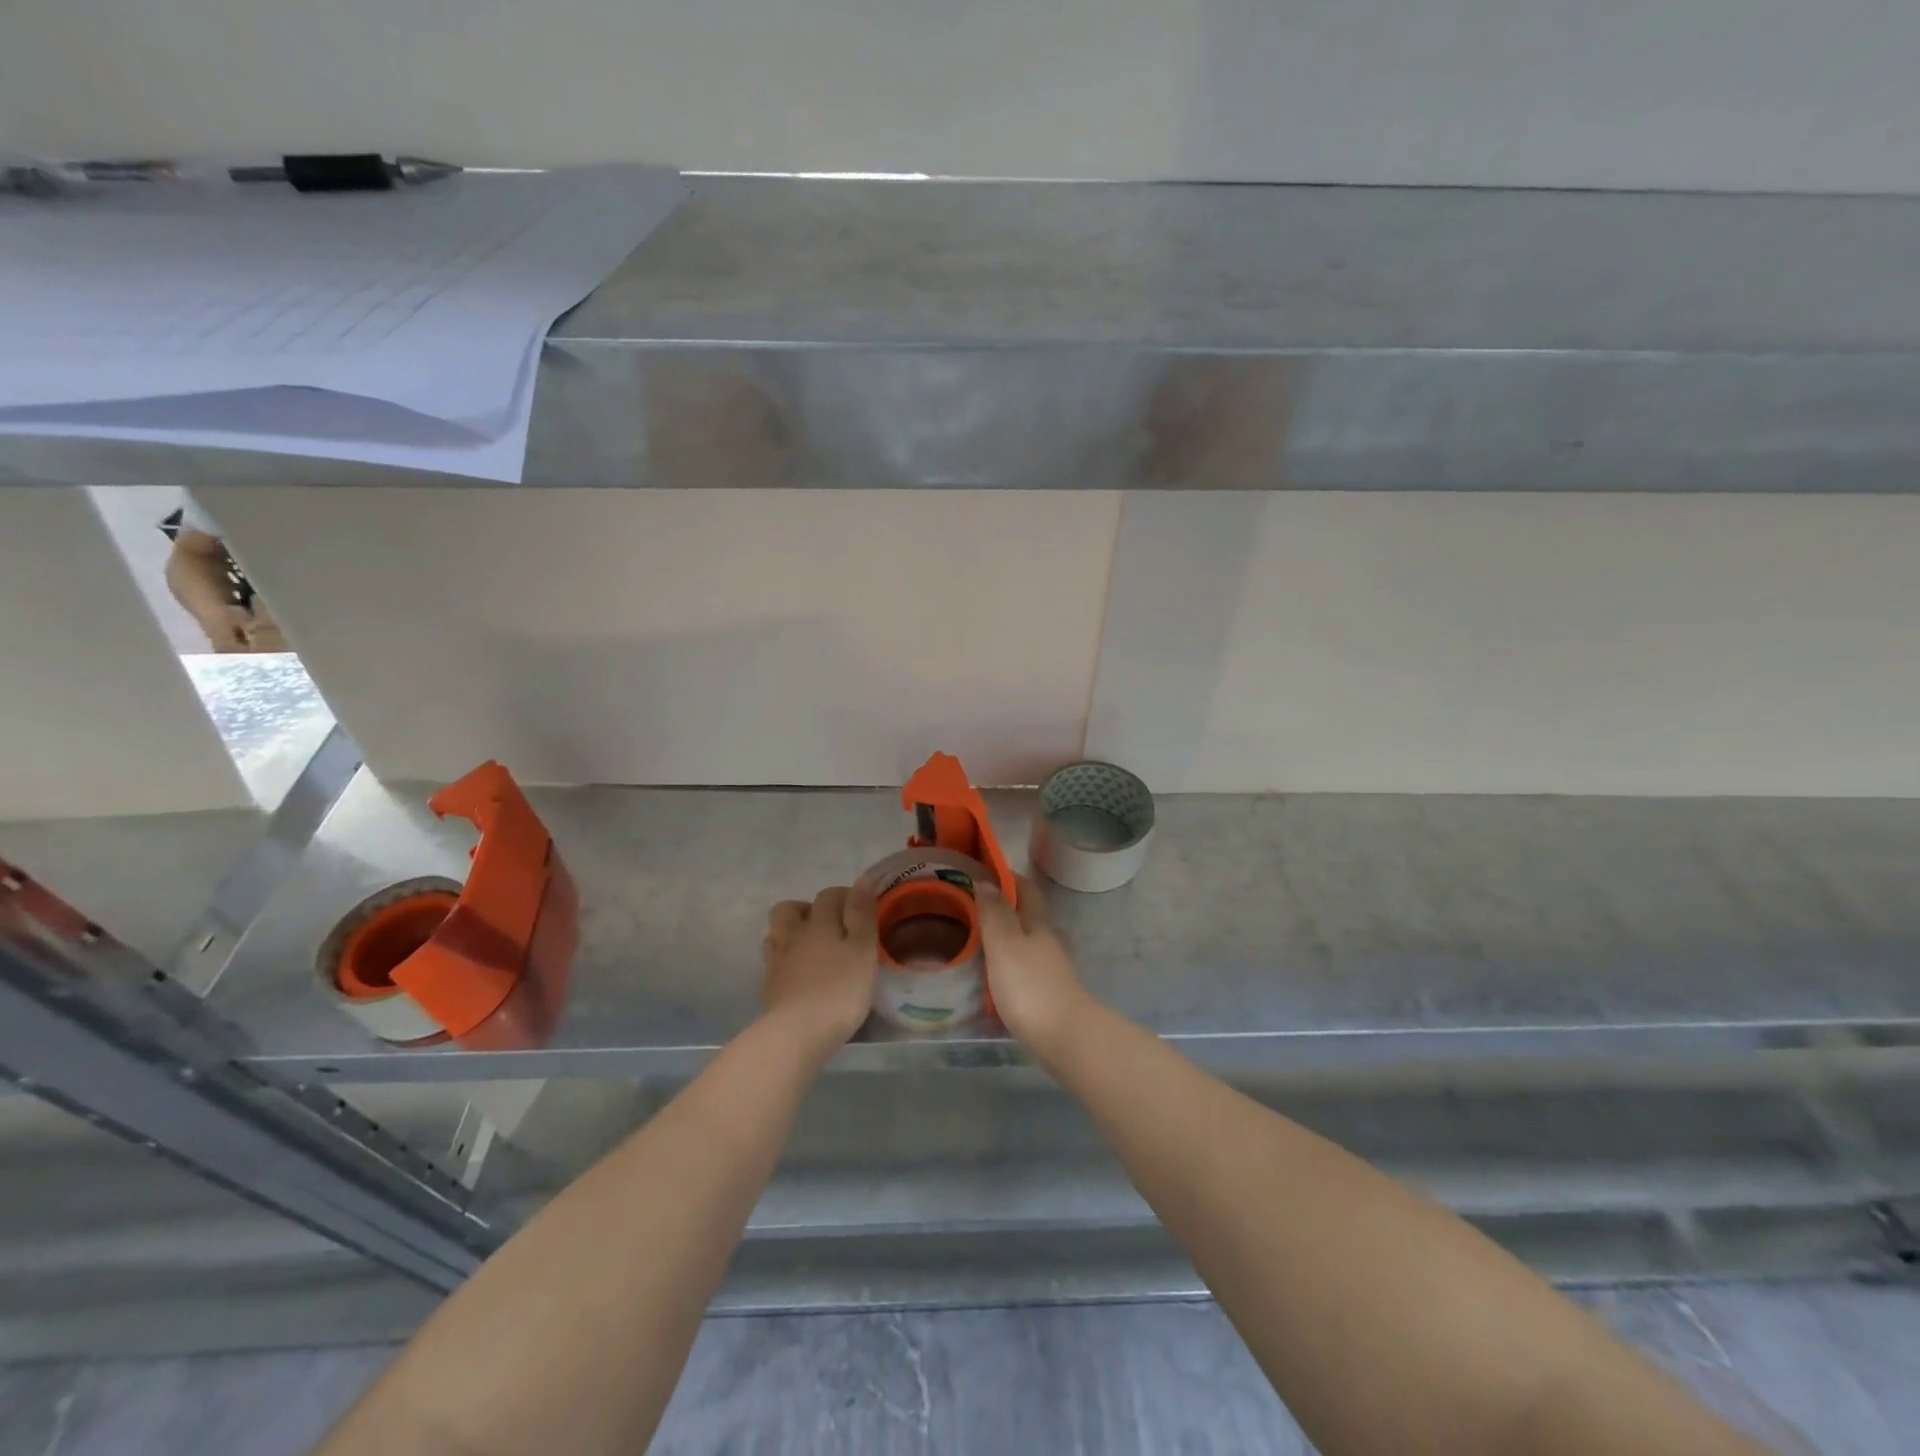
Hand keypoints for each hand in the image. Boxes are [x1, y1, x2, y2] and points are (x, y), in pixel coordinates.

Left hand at [761, 886, 877, 1057]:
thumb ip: (862, 915)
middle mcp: (794, 935)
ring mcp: (777, 961)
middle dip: (808, 909)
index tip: (861, 909)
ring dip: (793, 933)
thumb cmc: (840, 990)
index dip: (845, 897)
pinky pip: (774, 961)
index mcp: (819, 923)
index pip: (829, 896)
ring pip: (778, 933)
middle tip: (830, 926)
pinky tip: (800, 973)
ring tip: (812, 948)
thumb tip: (862, 880)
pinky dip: (786, 960)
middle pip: (790, 908)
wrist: (797, 1034)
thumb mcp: (863, 950)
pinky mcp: (769, 985)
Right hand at [977, 878, 1092, 1054]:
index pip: (1026, 888)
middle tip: (968, 905)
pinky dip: (1005, 962)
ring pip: (1023, 941)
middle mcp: (1046, 940)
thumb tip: (987, 880)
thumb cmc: (1029, 986)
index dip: (1007, 876)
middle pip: (1026, 914)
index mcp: (1037, 923)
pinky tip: (988, 973)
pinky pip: (1021, 967)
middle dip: (1002, 906)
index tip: (983, 869)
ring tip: (972, 937)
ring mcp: (1048, 968)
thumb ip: (995, 913)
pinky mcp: (1045, 993)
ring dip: (1002, 935)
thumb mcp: (1005, 944)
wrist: (1065, 1038)